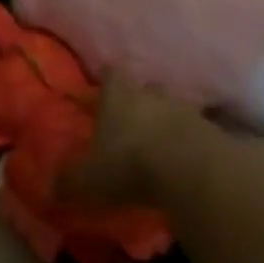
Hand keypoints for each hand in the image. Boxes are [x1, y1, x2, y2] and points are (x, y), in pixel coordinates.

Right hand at [60, 73, 263, 210]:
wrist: (192, 173)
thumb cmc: (130, 165)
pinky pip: (199, 134)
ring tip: (161, 148)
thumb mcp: (89, 180)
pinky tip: (185, 164)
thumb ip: (69, 182)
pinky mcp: (215, 133)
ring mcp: (187, 110)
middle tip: (132, 124)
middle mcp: (153, 94)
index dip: (108, 82)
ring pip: (174, 110)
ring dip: (168, 124)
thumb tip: (49, 188)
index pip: (112, 74)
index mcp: (119, 95)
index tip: (104, 93)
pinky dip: (191, 145)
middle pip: (146, 89)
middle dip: (140, 103)